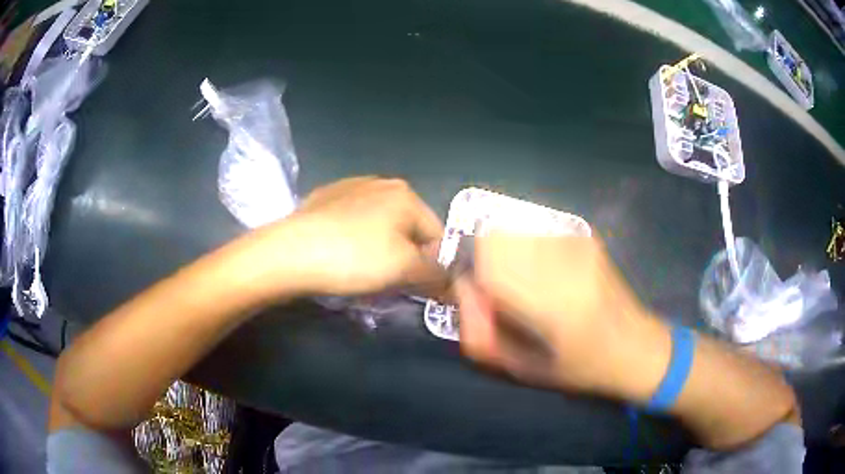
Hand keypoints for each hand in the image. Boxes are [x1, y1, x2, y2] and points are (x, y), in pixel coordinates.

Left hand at [249, 177, 445, 297]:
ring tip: (360, 271)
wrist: (289, 252)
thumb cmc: (355, 257)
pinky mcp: (323, 199)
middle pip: (407, 229)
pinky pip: (352, 223)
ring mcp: (348, 188)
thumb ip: (436, 275)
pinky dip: (354, 240)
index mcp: (406, 194)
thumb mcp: (404, 269)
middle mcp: (380, 182)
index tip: (418, 289)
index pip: (436, 235)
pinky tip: (338, 255)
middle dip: (404, 258)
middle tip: (388, 282)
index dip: (433, 266)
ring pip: (379, 226)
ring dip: (379, 250)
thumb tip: (452, 285)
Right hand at [456, 234, 666, 397]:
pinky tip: (549, 277)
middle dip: (486, 261)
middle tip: (501, 292)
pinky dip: (528, 250)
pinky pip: (536, 234)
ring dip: (507, 254)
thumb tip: (463, 286)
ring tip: (528, 286)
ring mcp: (579, 244)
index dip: (471, 271)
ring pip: (515, 230)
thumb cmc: (578, 367)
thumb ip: (478, 331)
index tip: (479, 294)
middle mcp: (566, 262)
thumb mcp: (520, 367)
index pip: (487, 257)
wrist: (635, 346)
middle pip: (497, 235)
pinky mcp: (586, 237)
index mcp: (552, 303)